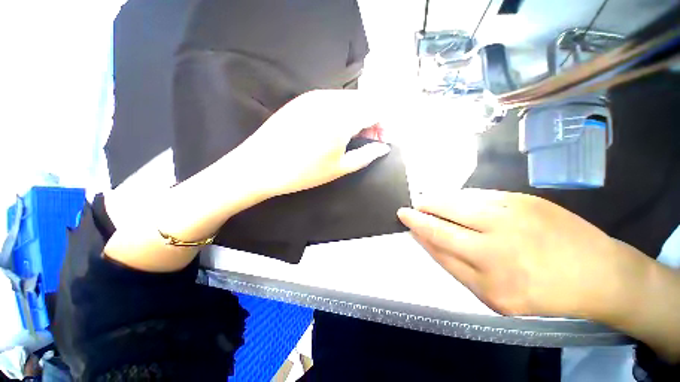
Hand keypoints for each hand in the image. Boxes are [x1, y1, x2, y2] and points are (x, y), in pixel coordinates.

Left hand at [234, 90, 390, 196]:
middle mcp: (330, 99)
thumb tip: (383, 148)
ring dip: (357, 115)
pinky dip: (341, 111)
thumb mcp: (339, 168)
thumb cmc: (303, 172)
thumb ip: (366, 155)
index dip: (384, 125)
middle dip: (372, 119)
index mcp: (342, 117)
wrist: (259, 166)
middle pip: (363, 101)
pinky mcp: (302, 99)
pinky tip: (336, 128)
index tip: (382, 141)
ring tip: (353, 136)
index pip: (375, 110)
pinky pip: (331, 100)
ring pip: (348, 99)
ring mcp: (313, 96)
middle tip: (369, 140)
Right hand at [397, 189, 651, 321]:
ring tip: (429, 201)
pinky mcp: (524, 198)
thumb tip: (425, 238)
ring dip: (439, 199)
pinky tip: (456, 200)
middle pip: (445, 213)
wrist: (598, 274)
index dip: (417, 223)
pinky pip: (480, 194)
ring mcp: (512, 211)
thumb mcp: (491, 295)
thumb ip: (453, 265)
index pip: (438, 237)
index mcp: (489, 266)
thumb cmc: (541, 293)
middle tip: (414, 205)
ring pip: (460, 199)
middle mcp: (497, 235)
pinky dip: (461, 196)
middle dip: (423, 206)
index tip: (403, 214)